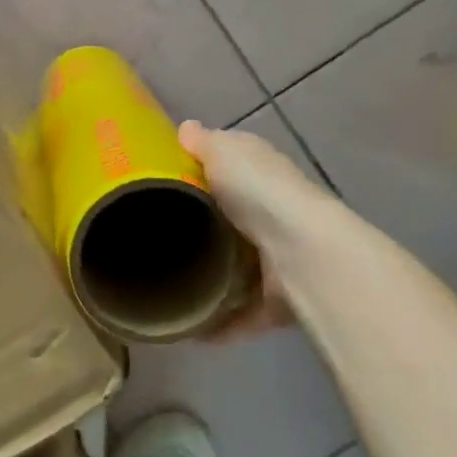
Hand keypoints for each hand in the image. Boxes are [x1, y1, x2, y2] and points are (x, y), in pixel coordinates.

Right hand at [180, 120, 331, 339]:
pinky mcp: (278, 299)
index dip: (201, 170)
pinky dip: (221, 322)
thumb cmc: (258, 192)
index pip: (230, 165)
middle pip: (229, 217)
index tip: (163, 182)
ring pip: (237, 266)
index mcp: (260, 170)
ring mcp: (276, 257)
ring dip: (211, 276)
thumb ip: (202, 143)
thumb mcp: (223, 152)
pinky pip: (244, 312)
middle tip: (154, 235)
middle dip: (200, 227)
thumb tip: (186, 128)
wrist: (302, 253)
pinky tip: (189, 328)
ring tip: (166, 282)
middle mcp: (272, 211)